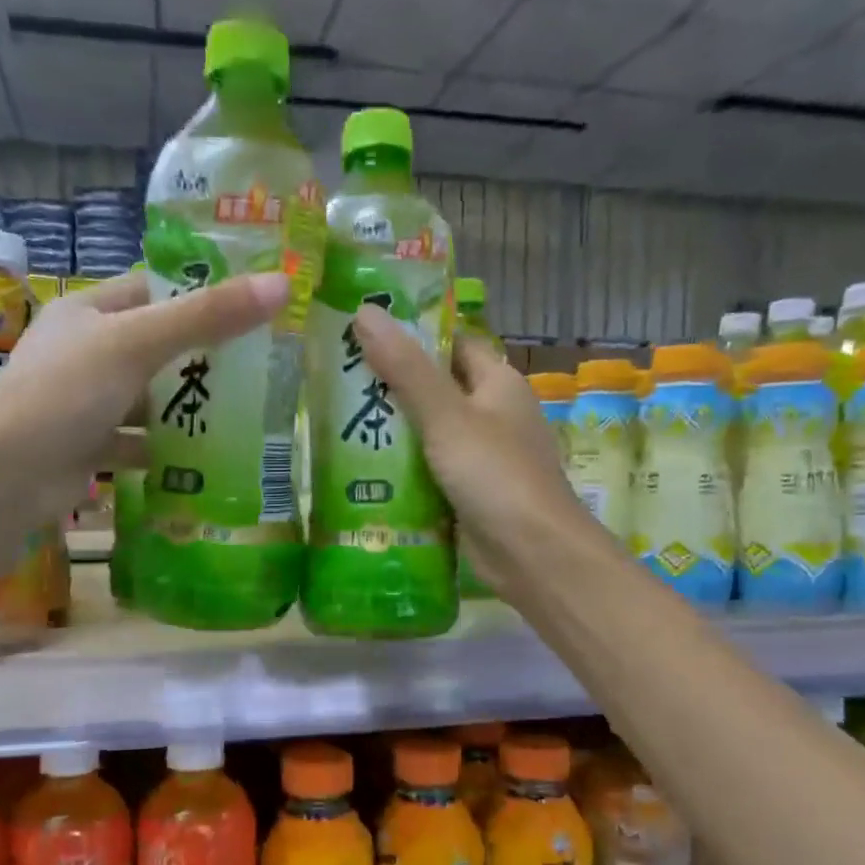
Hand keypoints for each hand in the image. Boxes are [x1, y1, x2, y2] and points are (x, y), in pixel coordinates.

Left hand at [0, 267, 288, 514]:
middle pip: (152, 347)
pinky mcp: (85, 448)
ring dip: (183, 408)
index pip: (149, 290)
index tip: (248, 310)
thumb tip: (281, 285)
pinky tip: (200, 459)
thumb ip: (207, 317)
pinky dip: (162, 450)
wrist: (5, 477)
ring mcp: (81, 403)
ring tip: (241, 414)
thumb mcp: (138, 344)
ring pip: (145, 398)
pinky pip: (134, 442)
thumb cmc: (67, 393)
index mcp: (86, 312)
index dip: (196, 295)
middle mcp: (82, 352)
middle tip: (257, 367)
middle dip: (199, 358)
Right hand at [353, 306, 590, 596]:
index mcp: (497, 383)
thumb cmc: (494, 474)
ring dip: (389, 431)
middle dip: (389, 385)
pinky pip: (427, 471)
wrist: (531, 553)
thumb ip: (405, 368)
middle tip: (333, 379)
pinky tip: (359, 470)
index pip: (452, 343)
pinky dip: (399, 470)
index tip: (362, 331)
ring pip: (427, 433)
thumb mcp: (446, 416)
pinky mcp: (466, 493)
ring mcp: (479, 457)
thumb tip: (364, 311)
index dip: (412, 333)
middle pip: (434, 388)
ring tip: (333, 421)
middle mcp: (491, 414)